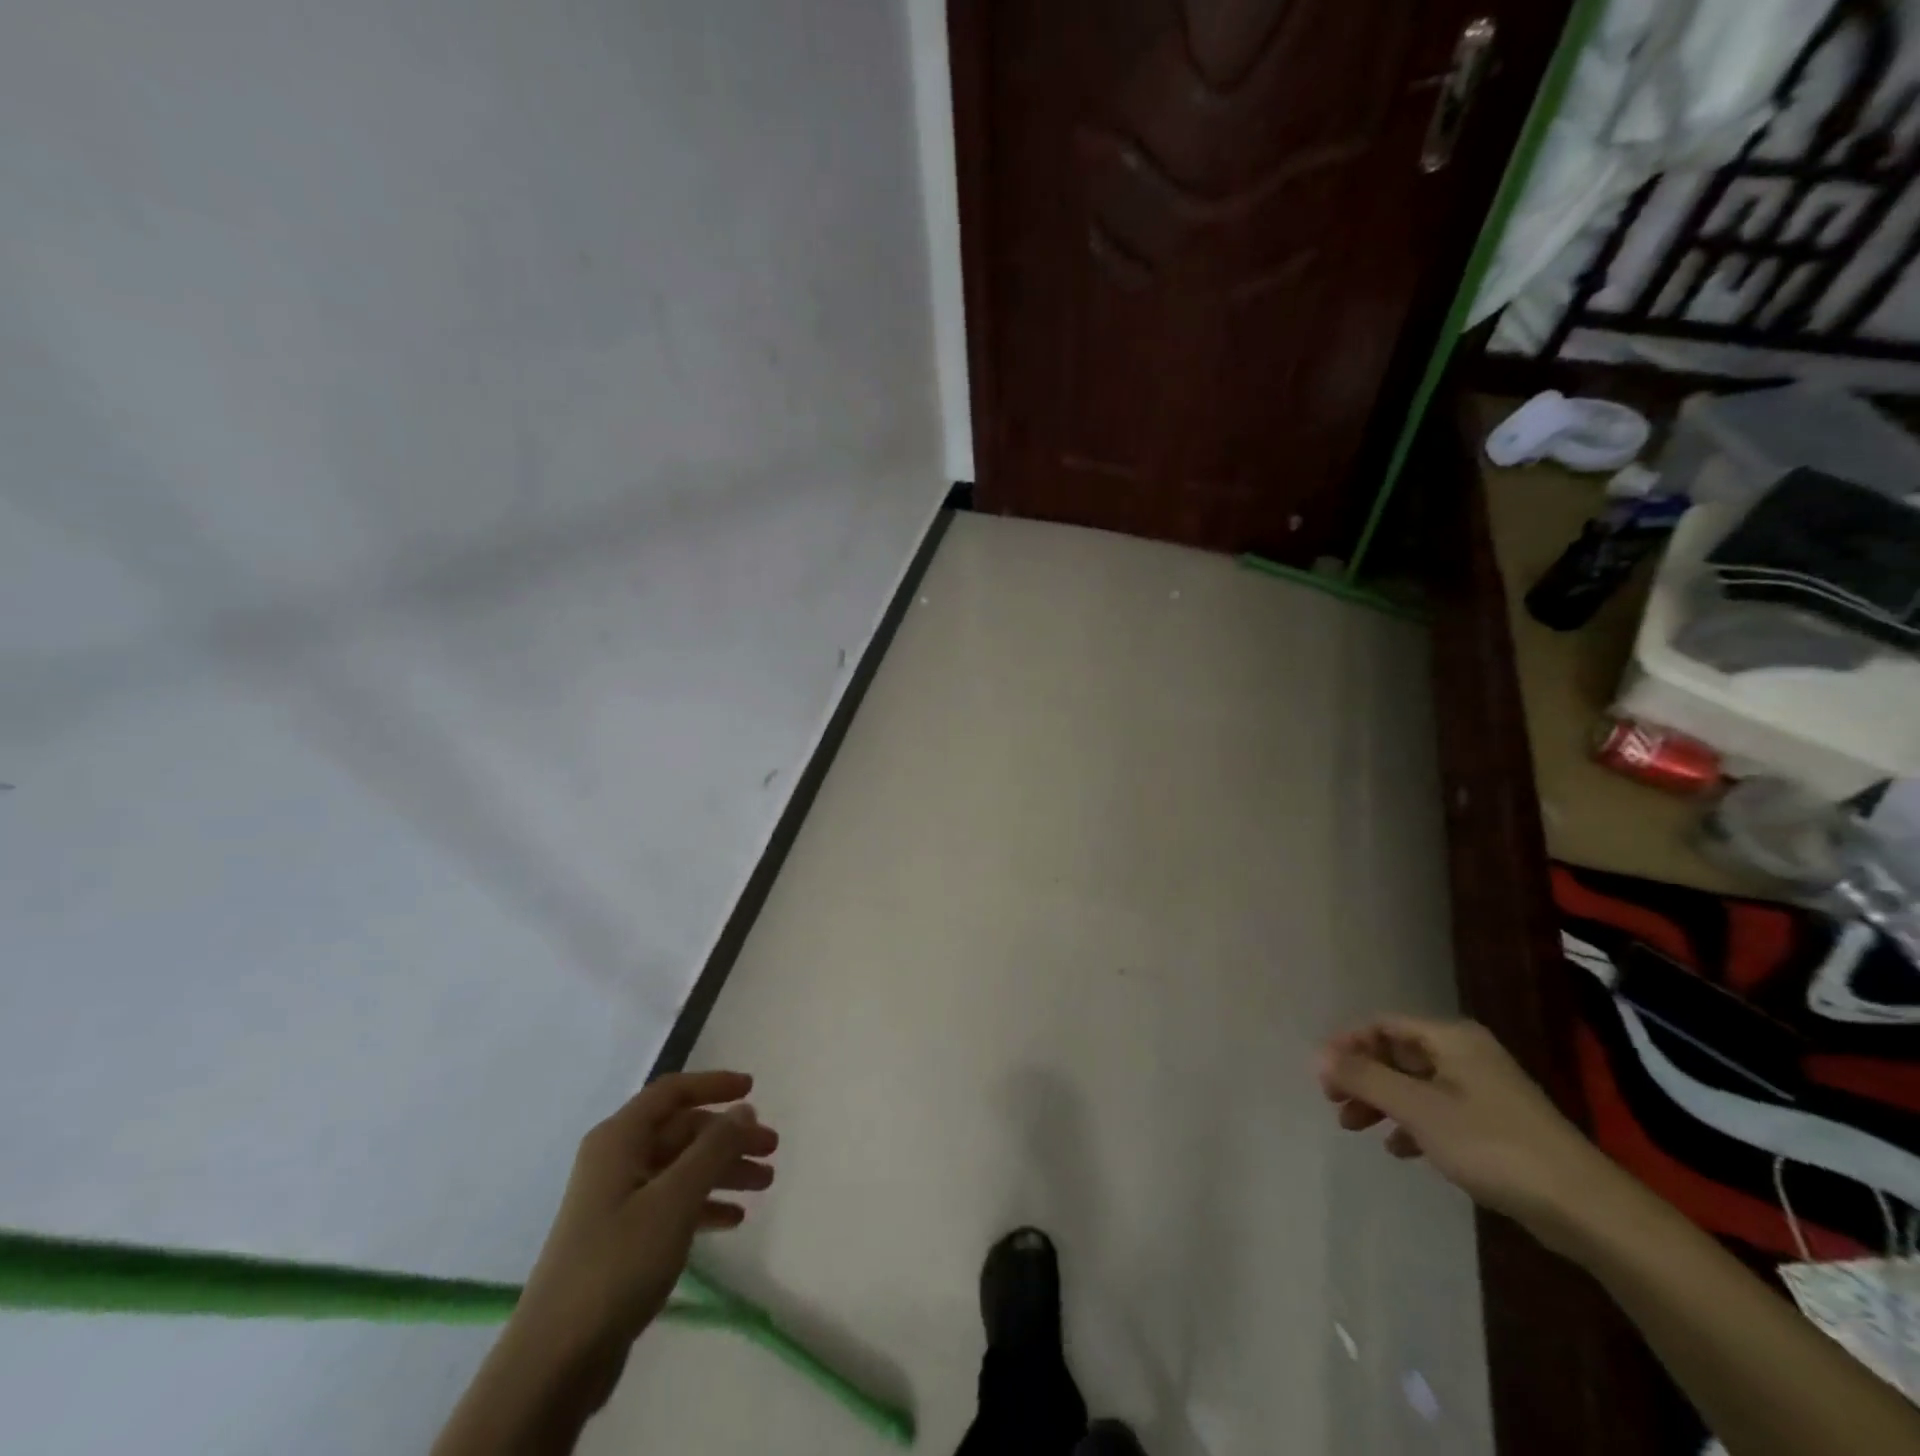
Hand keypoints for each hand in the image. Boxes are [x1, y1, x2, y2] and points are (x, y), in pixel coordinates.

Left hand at [508, 1071, 777, 1402]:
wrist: (555, 1361)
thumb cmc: (618, 1262)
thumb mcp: (675, 1198)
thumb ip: (714, 1148)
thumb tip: (743, 1109)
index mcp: (619, 1139)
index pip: (672, 1092)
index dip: (714, 1084)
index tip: (754, 1089)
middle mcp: (616, 1161)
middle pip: (682, 1131)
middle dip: (728, 1137)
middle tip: (771, 1149)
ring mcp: (617, 1201)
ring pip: (681, 1168)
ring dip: (723, 1170)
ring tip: (765, 1183)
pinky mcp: (621, 1239)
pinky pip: (672, 1205)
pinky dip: (703, 1205)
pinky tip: (733, 1219)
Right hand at [1318, 1017, 1617, 1246]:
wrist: (1583, 1208)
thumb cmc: (1491, 1144)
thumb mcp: (1418, 1108)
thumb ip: (1365, 1078)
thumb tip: (1318, 1055)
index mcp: (1450, 1038)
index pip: (1382, 1025)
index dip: (1347, 1044)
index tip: (1322, 1075)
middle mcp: (1465, 1054)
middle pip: (1397, 1053)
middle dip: (1362, 1076)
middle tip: (1334, 1102)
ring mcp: (1483, 1089)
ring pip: (1414, 1084)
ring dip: (1381, 1101)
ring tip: (1354, 1127)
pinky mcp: (1495, 1124)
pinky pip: (1437, 1111)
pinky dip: (1411, 1124)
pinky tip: (1399, 1150)